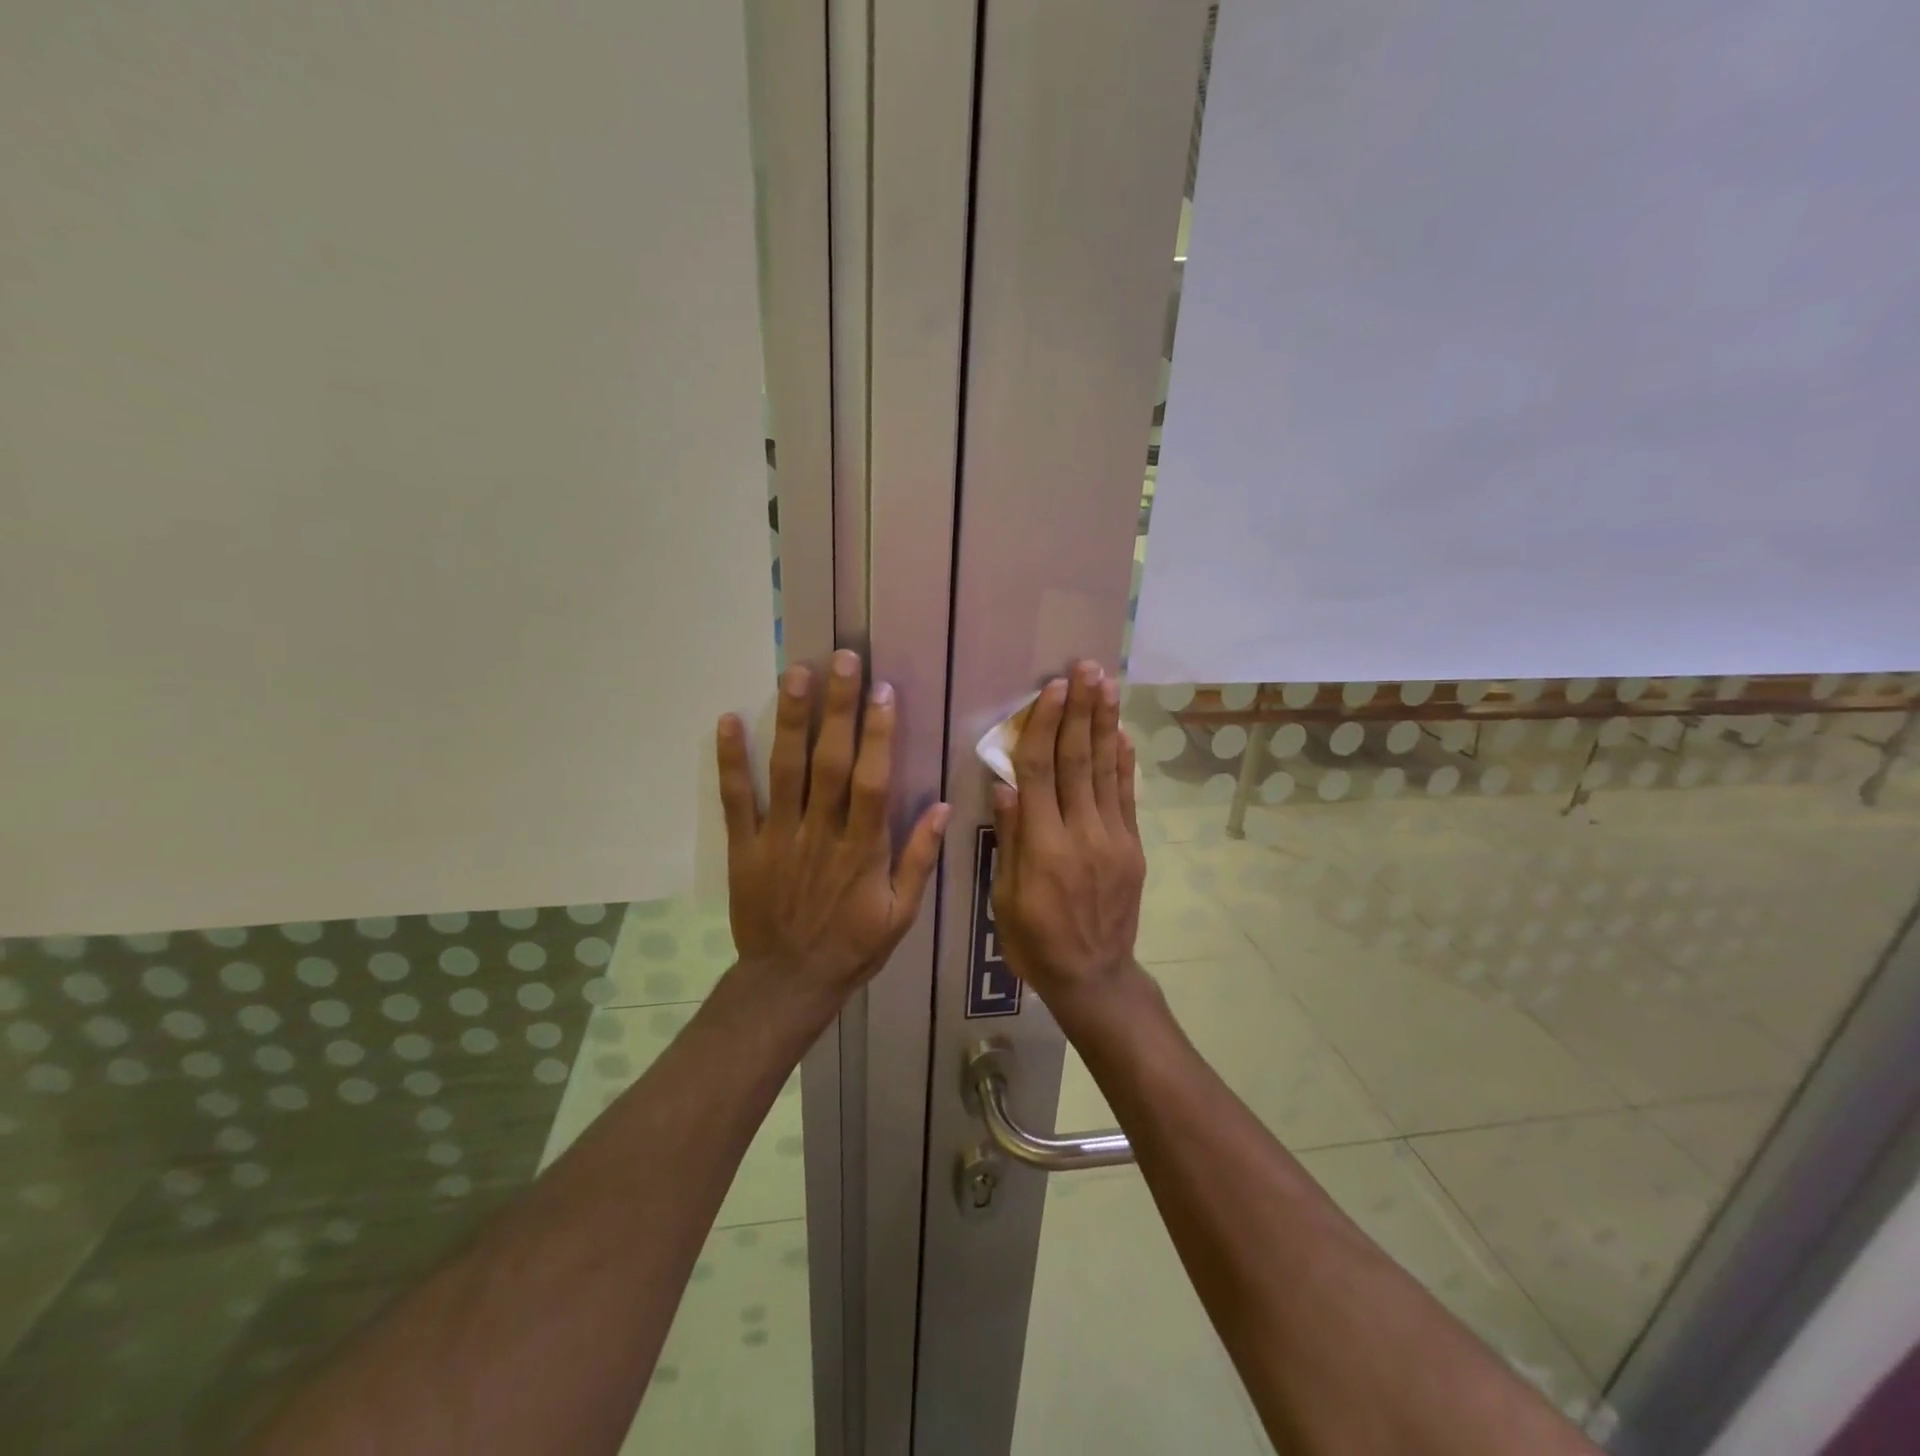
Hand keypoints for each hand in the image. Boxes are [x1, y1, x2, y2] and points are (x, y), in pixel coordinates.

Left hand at [716, 649, 948, 996]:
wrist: (788, 983)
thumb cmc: (852, 947)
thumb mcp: (901, 915)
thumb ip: (919, 860)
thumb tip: (943, 807)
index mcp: (862, 849)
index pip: (873, 781)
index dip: (879, 735)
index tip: (883, 691)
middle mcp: (821, 834)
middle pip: (829, 762)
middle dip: (837, 708)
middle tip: (841, 659)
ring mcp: (779, 838)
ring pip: (785, 771)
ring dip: (790, 720)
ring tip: (795, 673)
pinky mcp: (745, 847)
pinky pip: (737, 800)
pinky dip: (731, 762)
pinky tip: (729, 720)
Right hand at [990, 661, 1146, 1003]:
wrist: (1094, 977)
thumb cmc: (1035, 942)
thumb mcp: (1006, 898)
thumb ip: (1012, 839)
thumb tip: (1006, 784)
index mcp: (1044, 848)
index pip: (1041, 773)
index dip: (1046, 727)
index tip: (1052, 689)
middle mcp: (1082, 835)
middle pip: (1080, 761)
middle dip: (1081, 710)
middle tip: (1085, 668)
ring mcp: (1114, 840)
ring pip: (1107, 771)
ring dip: (1106, 723)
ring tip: (1107, 683)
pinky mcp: (1133, 848)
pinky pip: (1128, 797)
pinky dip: (1125, 762)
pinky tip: (1122, 733)